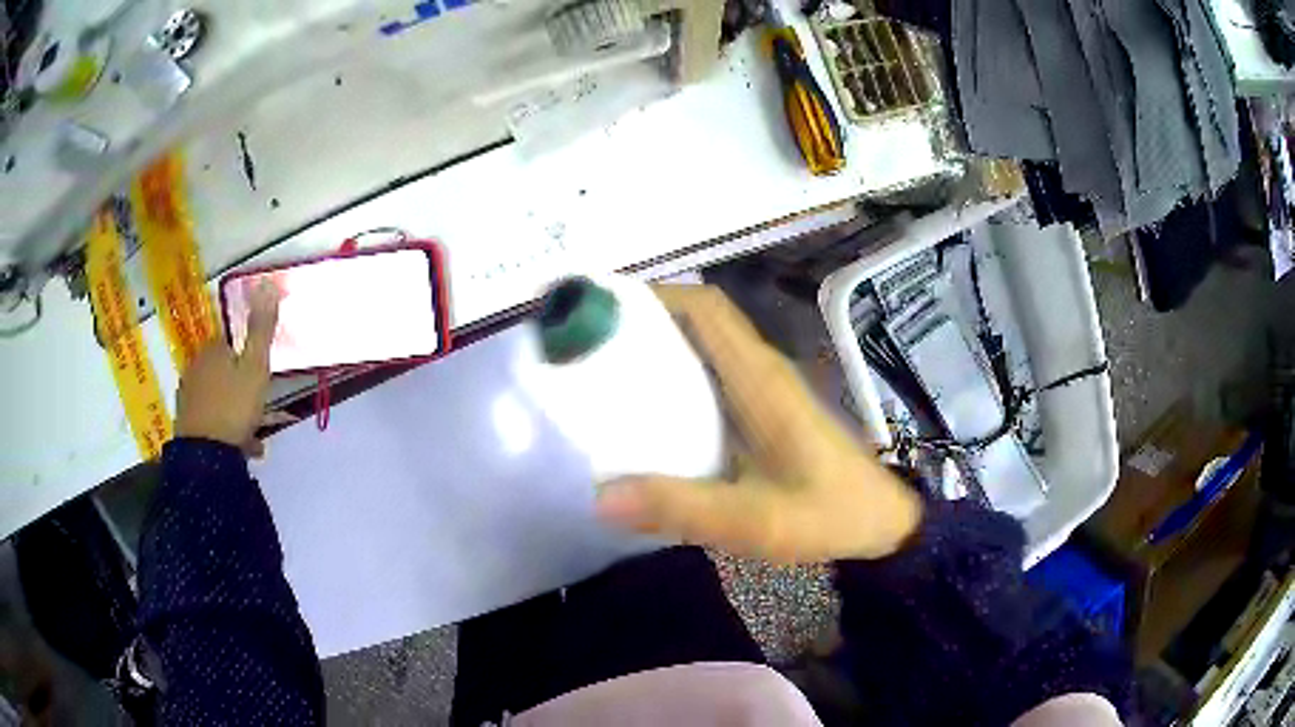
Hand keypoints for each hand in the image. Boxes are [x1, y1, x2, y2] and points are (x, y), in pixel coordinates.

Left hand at [175, 282, 279, 456]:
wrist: (206, 456)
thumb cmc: (233, 406)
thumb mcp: (255, 366)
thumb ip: (261, 328)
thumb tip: (265, 281)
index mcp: (213, 350)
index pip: (231, 344)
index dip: (248, 359)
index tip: (261, 378)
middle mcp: (196, 367)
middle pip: (223, 371)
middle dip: (241, 388)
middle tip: (260, 409)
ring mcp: (188, 396)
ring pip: (217, 397)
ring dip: (235, 412)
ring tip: (253, 436)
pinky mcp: (186, 423)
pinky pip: (210, 420)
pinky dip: (225, 429)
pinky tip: (240, 446)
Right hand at [594, 285, 922, 563]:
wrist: (882, 522)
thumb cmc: (829, 513)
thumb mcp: (756, 520)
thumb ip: (683, 509)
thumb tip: (599, 497)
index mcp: (759, 380)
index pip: (706, 309)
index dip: (653, 296)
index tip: (600, 310)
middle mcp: (760, 371)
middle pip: (699, 321)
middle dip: (643, 321)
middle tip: (586, 346)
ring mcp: (766, 389)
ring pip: (705, 346)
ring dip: (657, 347)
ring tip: (602, 373)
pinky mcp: (766, 410)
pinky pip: (713, 375)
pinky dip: (676, 378)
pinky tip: (647, 415)